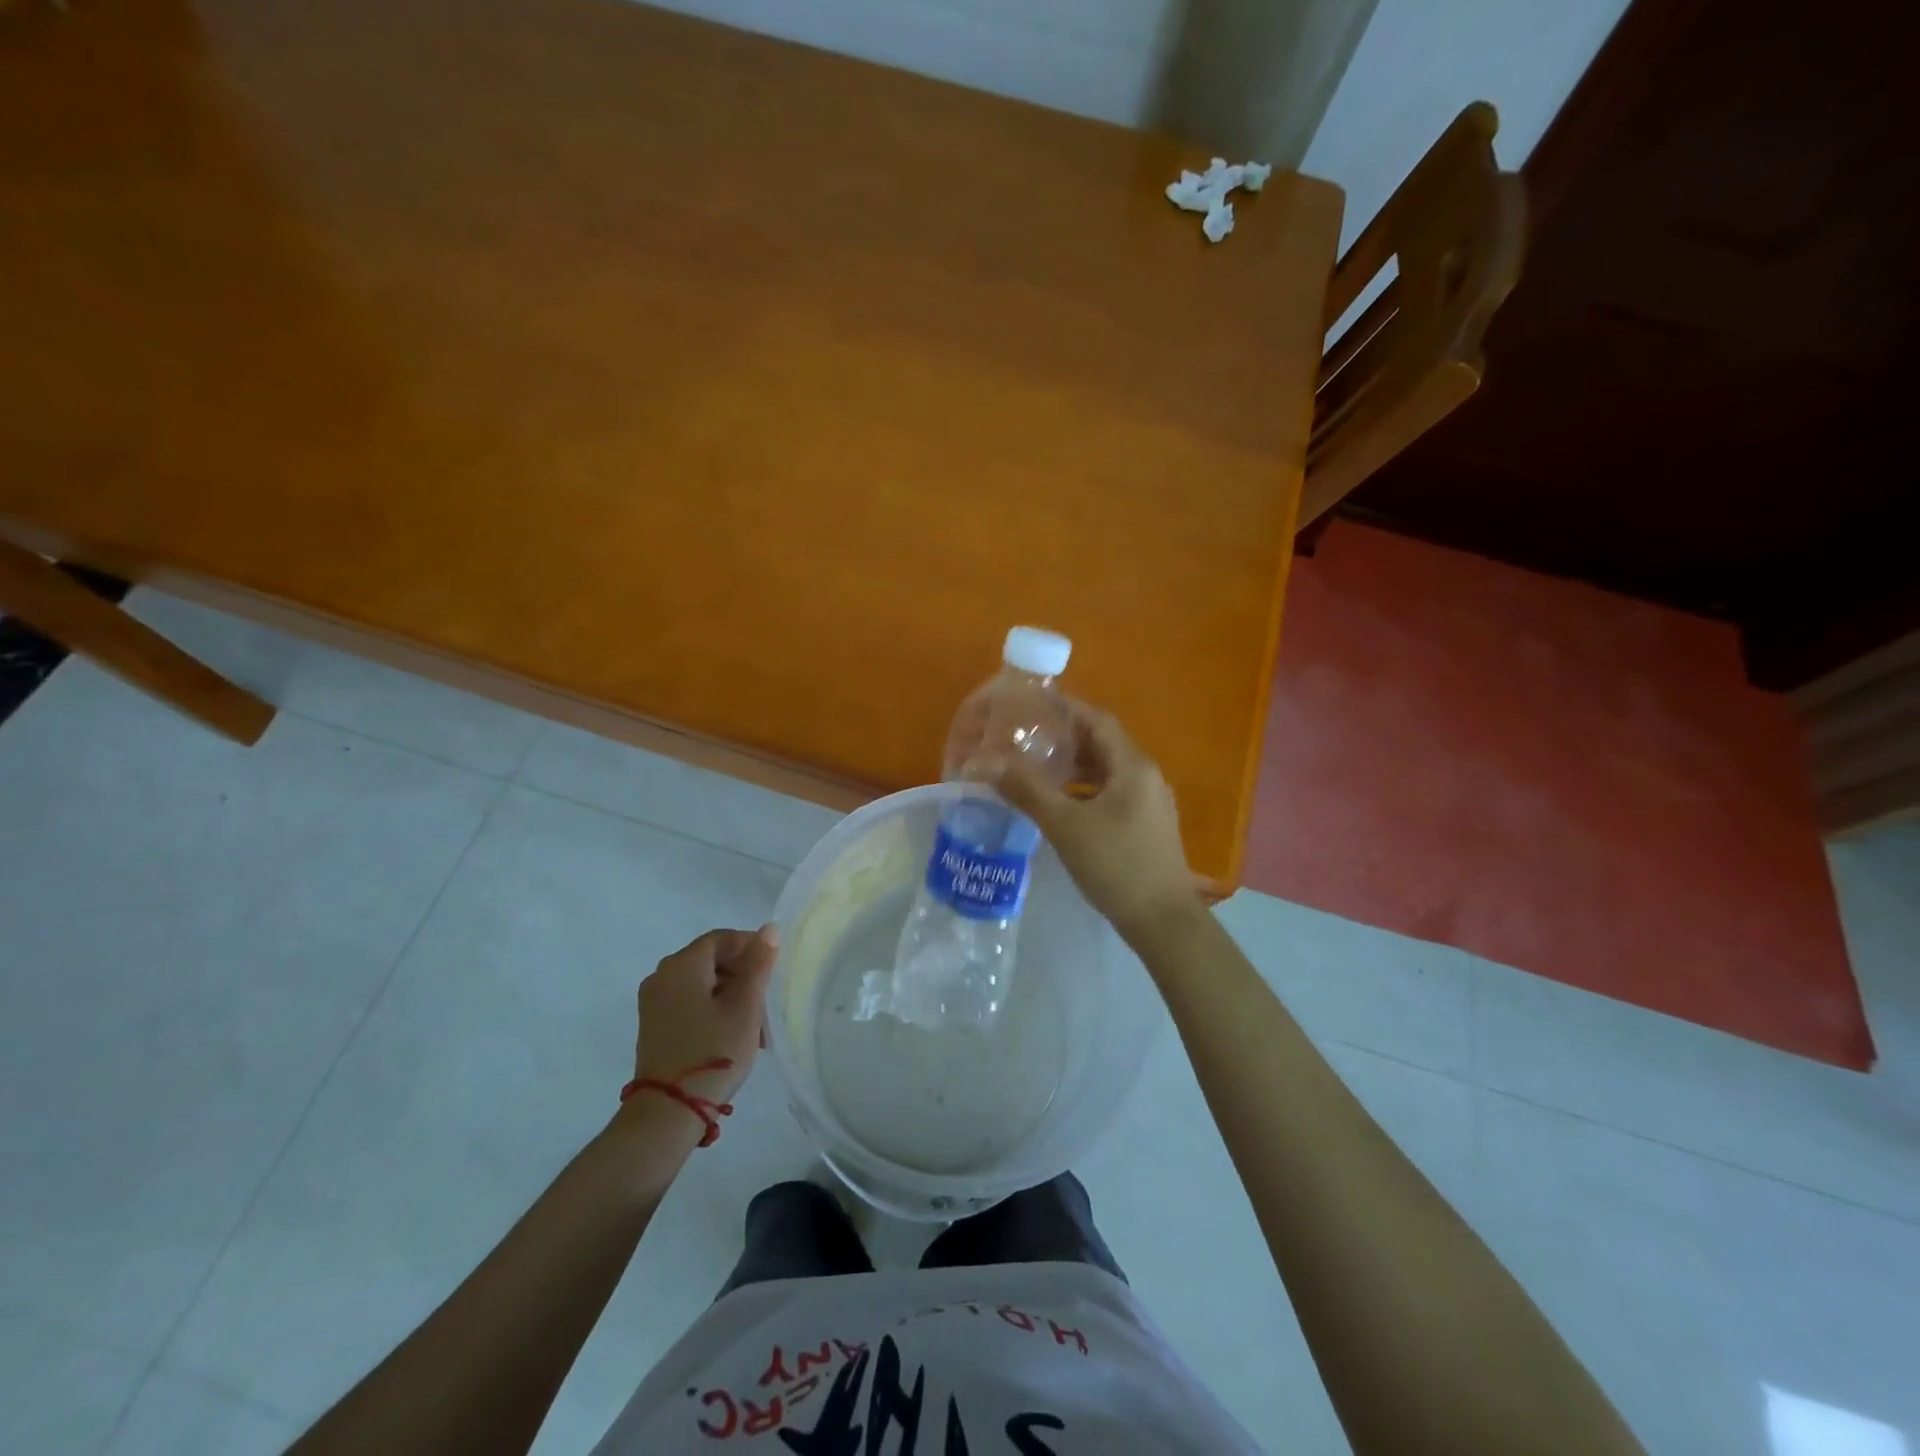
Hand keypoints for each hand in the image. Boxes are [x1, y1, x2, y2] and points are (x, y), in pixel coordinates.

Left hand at [634, 926, 777, 1108]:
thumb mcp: (745, 1006)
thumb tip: (769, 928)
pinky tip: (731, 1034)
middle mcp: (662, 975)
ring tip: (755, 1025)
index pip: (722, 939)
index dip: (751, 947)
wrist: (667, 1113)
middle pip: (710, 960)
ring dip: (730, 995)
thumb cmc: (713, 1051)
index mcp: (682, 964)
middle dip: (742, 975)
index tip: (773, 970)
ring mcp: (653, 1002)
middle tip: (767, 1002)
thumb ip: (758, 964)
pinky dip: (711, 1008)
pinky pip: (688, 1002)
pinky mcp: (653, 1025)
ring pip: (701, 983)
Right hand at [986, 701, 1200, 945]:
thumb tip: (985, 761)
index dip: (1065, 709)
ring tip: (1036, 767)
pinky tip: (1060, 803)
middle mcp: (1146, 775)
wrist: (1162, 921)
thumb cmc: (1115, 865)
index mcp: (1133, 765)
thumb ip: (1026, 790)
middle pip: (1103, 743)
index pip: (1097, 719)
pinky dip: (1085, 789)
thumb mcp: (1065, 825)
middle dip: (1065, 737)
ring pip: (1107, 771)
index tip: (1030, 706)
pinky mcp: (1146, 825)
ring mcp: (1149, 802)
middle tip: (1026, 737)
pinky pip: (1112, 793)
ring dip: (1074, 766)